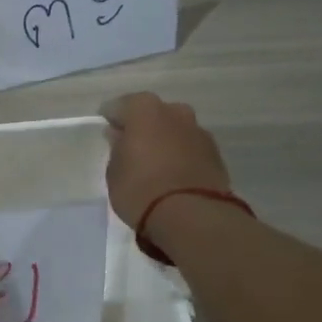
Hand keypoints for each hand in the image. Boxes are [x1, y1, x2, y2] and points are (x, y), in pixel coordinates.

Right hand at [100, 92, 233, 229]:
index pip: (120, 106)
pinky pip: (190, 148)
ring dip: (164, 140)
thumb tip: (120, 137)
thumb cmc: (140, 188)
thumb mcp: (114, 171)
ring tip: (154, 163)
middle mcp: (175, 112)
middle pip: (153, 113)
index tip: (106, 131)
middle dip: (142, 126)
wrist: (192, 215)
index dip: (111, 118)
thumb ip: (117, 148)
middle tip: (130, 146)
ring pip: (175, 129)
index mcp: (145, 110)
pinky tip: (173, 173)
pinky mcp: (216, 154)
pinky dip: (181, 155)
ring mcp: (199, 132)